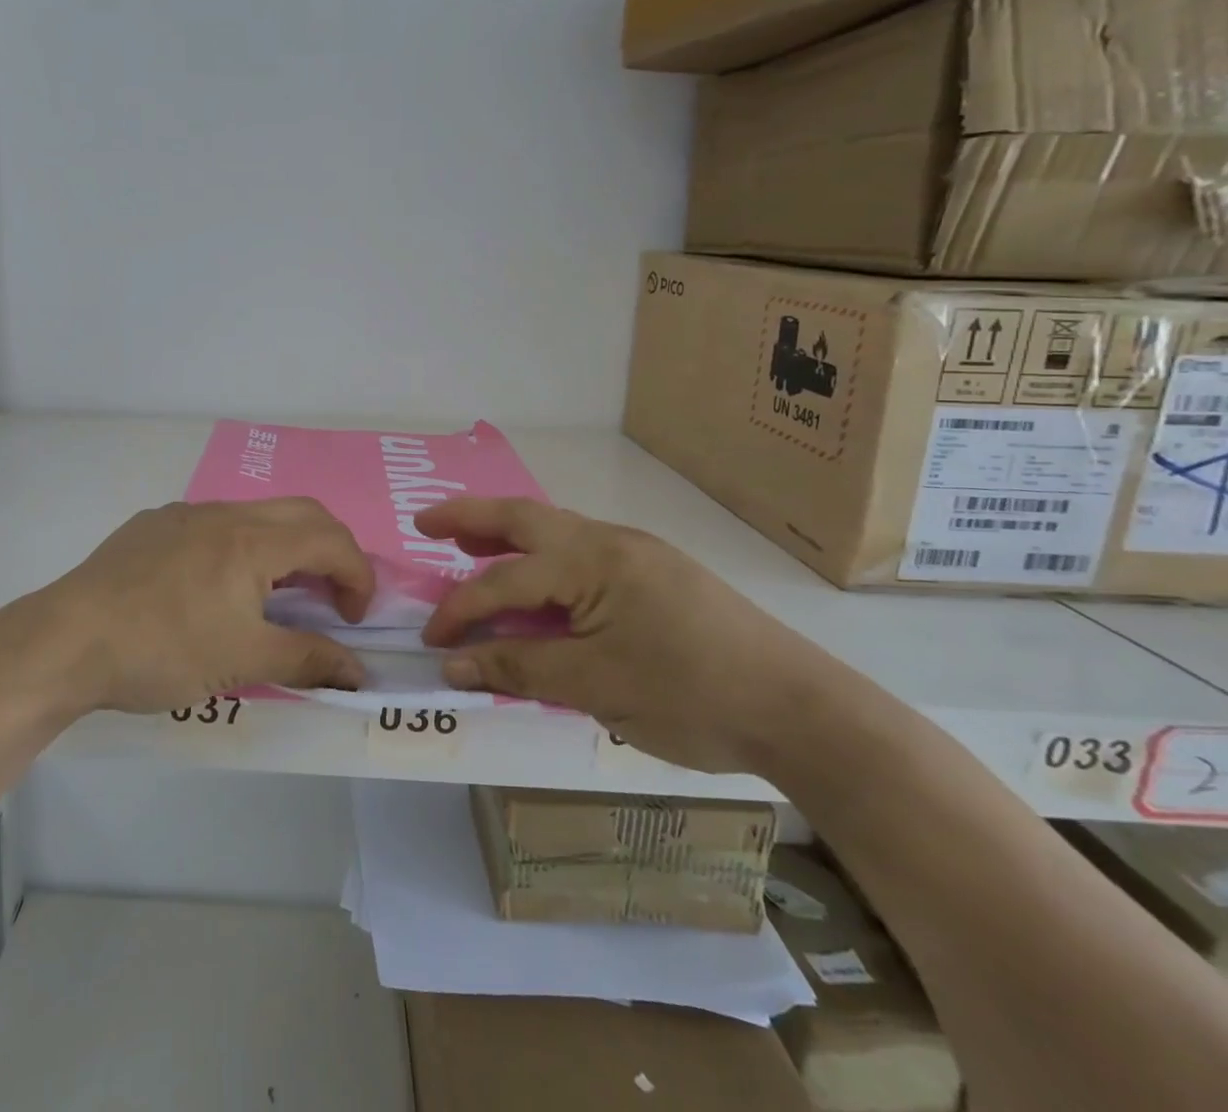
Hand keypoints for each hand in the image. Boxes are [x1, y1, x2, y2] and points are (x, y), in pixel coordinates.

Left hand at [36, 499, 375, 714]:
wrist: (68, 639)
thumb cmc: (164, 649)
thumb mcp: (243, 661)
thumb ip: (308, 659)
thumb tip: (359, 671)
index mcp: (254, 540)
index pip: (332, 541)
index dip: (358, 577)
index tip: (354, 620)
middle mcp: (225, 513)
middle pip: (303, 513)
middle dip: (331, 551)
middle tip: (329, 599)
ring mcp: (184, 514)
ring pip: (256, 515)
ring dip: (283, 547)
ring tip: (273, 595)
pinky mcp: (152, 525)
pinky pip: (214, 524)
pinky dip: (240, 546)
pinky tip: (213, 588)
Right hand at [417, 498, 837, 774]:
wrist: (801, 710)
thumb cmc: (691, 696)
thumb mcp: (595, 687)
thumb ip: (518, 668)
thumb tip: (453, 664)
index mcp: (592, 561)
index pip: (505, 581)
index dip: (461, 611)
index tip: (432, 642)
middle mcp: (610, 542)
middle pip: (524, 517)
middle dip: (470, 517)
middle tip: (425, 522)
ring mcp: (636, 553)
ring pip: (554, 529)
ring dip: (507, 533)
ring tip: (468, 542)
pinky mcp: (655, 572)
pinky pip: (579, 551)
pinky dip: (542, 556)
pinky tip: (536, 578)